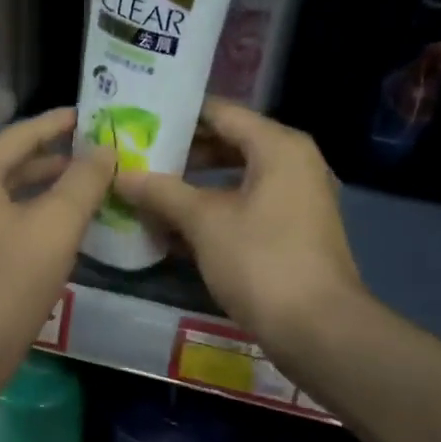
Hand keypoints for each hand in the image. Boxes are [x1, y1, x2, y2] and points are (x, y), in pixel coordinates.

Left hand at [0, 107, 115, 378]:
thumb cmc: (6, 285)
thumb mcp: (55, 228)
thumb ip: (83, 183)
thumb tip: (104, 150)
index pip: (21, 135)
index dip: (59, 124)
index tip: (90, 116)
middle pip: (9, 165)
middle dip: (53, 161)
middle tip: (95, 157)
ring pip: (2, 199)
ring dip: (41, 194)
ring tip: (82, 193)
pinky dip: (24, 220)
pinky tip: (52, 235)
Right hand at [114, 98, 362, 353]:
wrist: (318, 329)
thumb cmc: (261, 261)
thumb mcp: (204, 222)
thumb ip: (162, 192)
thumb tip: (122, 175)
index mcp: (278, 146)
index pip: (221, 112)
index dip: (177, 114)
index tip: (137, 118)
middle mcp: (292, 163)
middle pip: (228, 144)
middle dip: (181, 154)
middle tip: (135, 156)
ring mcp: (295, 199)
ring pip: (234, 180)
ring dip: (192, 188)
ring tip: (147, 193)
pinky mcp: (291, 232)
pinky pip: (244, 208)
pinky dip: (212, 213)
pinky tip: (173, 230)